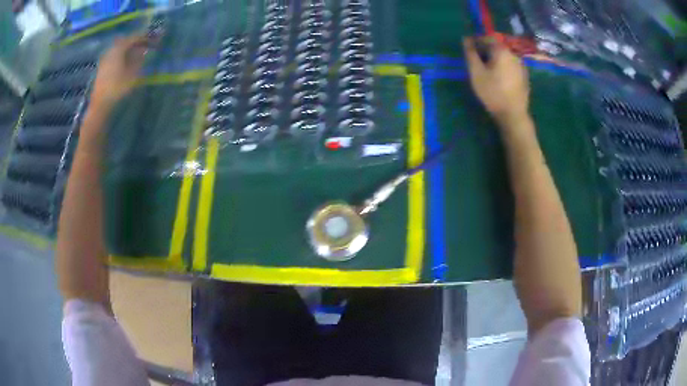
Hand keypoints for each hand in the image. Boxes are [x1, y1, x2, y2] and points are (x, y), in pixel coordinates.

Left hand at [90, 35, 149, 108]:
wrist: (100, 105)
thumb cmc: (118, 87)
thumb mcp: (133, 73)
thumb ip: (139, 59)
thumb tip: (145, 51)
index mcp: (119, 49)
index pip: (134, 37)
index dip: (144, 38)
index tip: (153, 40)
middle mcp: (111, 50)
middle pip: (125, 42)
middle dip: (135, 43)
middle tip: (145, 46)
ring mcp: (105, 59)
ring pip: (119, 49)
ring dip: (128, 50)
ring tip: (137, 54)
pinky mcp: (102, 68)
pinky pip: (114, 56)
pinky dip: (122, 56)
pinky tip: (126, 62)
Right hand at [463, 37, 529, 124]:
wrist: (513, 114)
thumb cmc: (492, 92)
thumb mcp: (476, 72)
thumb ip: (470, 53)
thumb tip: (466, 38)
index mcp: (502, 50)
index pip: (487, 37)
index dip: (476, 40)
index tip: (469, 49)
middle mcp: (513, 54)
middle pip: (497, 46)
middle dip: (486, 50)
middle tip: (477, 61)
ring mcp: (521, 65)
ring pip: (505, 56)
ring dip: (495, 59)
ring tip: (488, 70)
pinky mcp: (525, 77)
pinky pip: (511, 66)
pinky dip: (504, 67)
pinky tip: (500, 78)